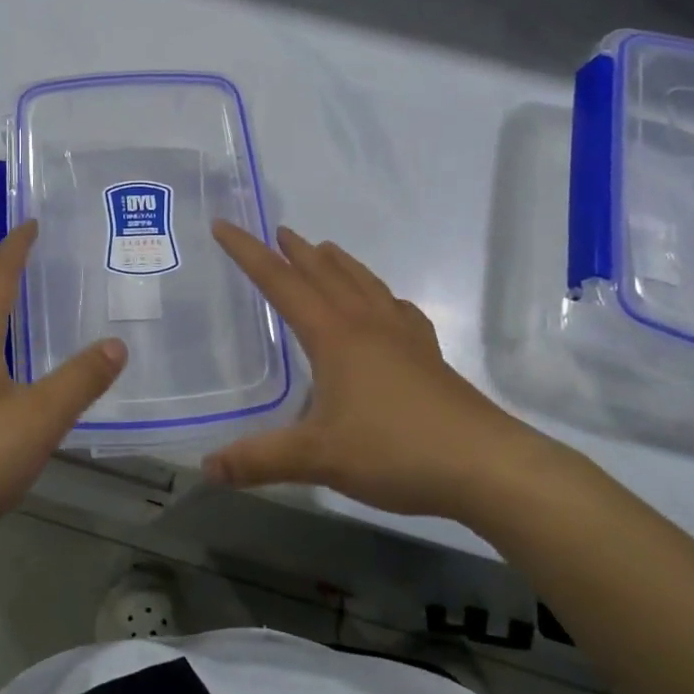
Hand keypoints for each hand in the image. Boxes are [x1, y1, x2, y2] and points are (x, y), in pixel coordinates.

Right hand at [204, 222, 560, 520]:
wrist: (486, 465)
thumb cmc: (396, 450)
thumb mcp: (318, 458)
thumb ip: (260, 460)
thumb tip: (207, 468)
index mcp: (334, 336)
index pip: (281, 283)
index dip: (249, 253)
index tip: (225, 225)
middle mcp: (366, 325)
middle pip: (325, 274)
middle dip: (296, 251)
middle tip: (278, 231)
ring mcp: (403, 337)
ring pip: (363, 284)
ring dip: (338, 264)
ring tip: (325, 249)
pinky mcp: (429, 356)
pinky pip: (398, 310)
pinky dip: (381, 296)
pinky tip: (386, 306)